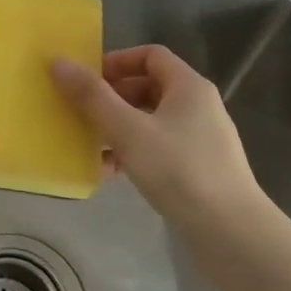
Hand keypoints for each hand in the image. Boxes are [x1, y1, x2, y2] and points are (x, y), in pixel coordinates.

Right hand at [50, 45, 267, 232]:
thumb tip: (58, 62)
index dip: (116, 62)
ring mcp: (201, 139)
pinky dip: (133, 152)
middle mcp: (198, 106)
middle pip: (148, 87)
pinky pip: (158, 147)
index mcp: (188, 87)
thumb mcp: (128, 130)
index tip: (88, 80)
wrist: (232, 234)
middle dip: (112, 97)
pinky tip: (110, 172)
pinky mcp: (199, 168)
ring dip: (118, 127)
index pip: (150, 55)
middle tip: (82, 112)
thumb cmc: (179, 171)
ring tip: (90, 144)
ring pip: (150, 120)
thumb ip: (92, 96)